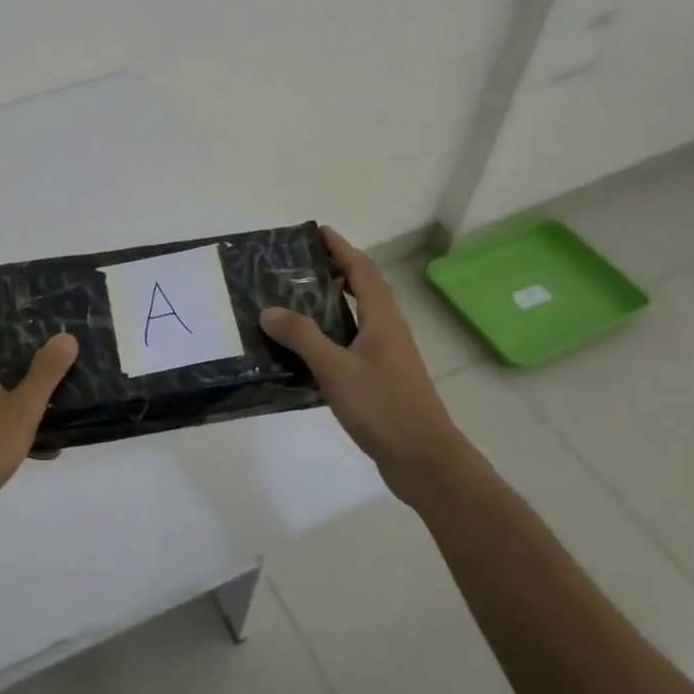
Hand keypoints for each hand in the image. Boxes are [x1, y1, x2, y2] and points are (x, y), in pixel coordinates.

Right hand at [260, 226, 464, 505]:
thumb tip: (268, 310)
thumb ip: (302, 337)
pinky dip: (331, 336)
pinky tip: (306, 350)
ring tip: (295, 300)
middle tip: (298, 265)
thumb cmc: (384, 408)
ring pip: (358, 318)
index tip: (318, 232)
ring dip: (332, 304)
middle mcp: (388, 332)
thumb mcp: (336, 369)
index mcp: (382, 320)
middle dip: (335, 271)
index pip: (362, 271)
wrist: (425, 462)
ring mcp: (387, 358)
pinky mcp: (381, 381)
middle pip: (363, 290)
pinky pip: (352, 345)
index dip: (342, 249)